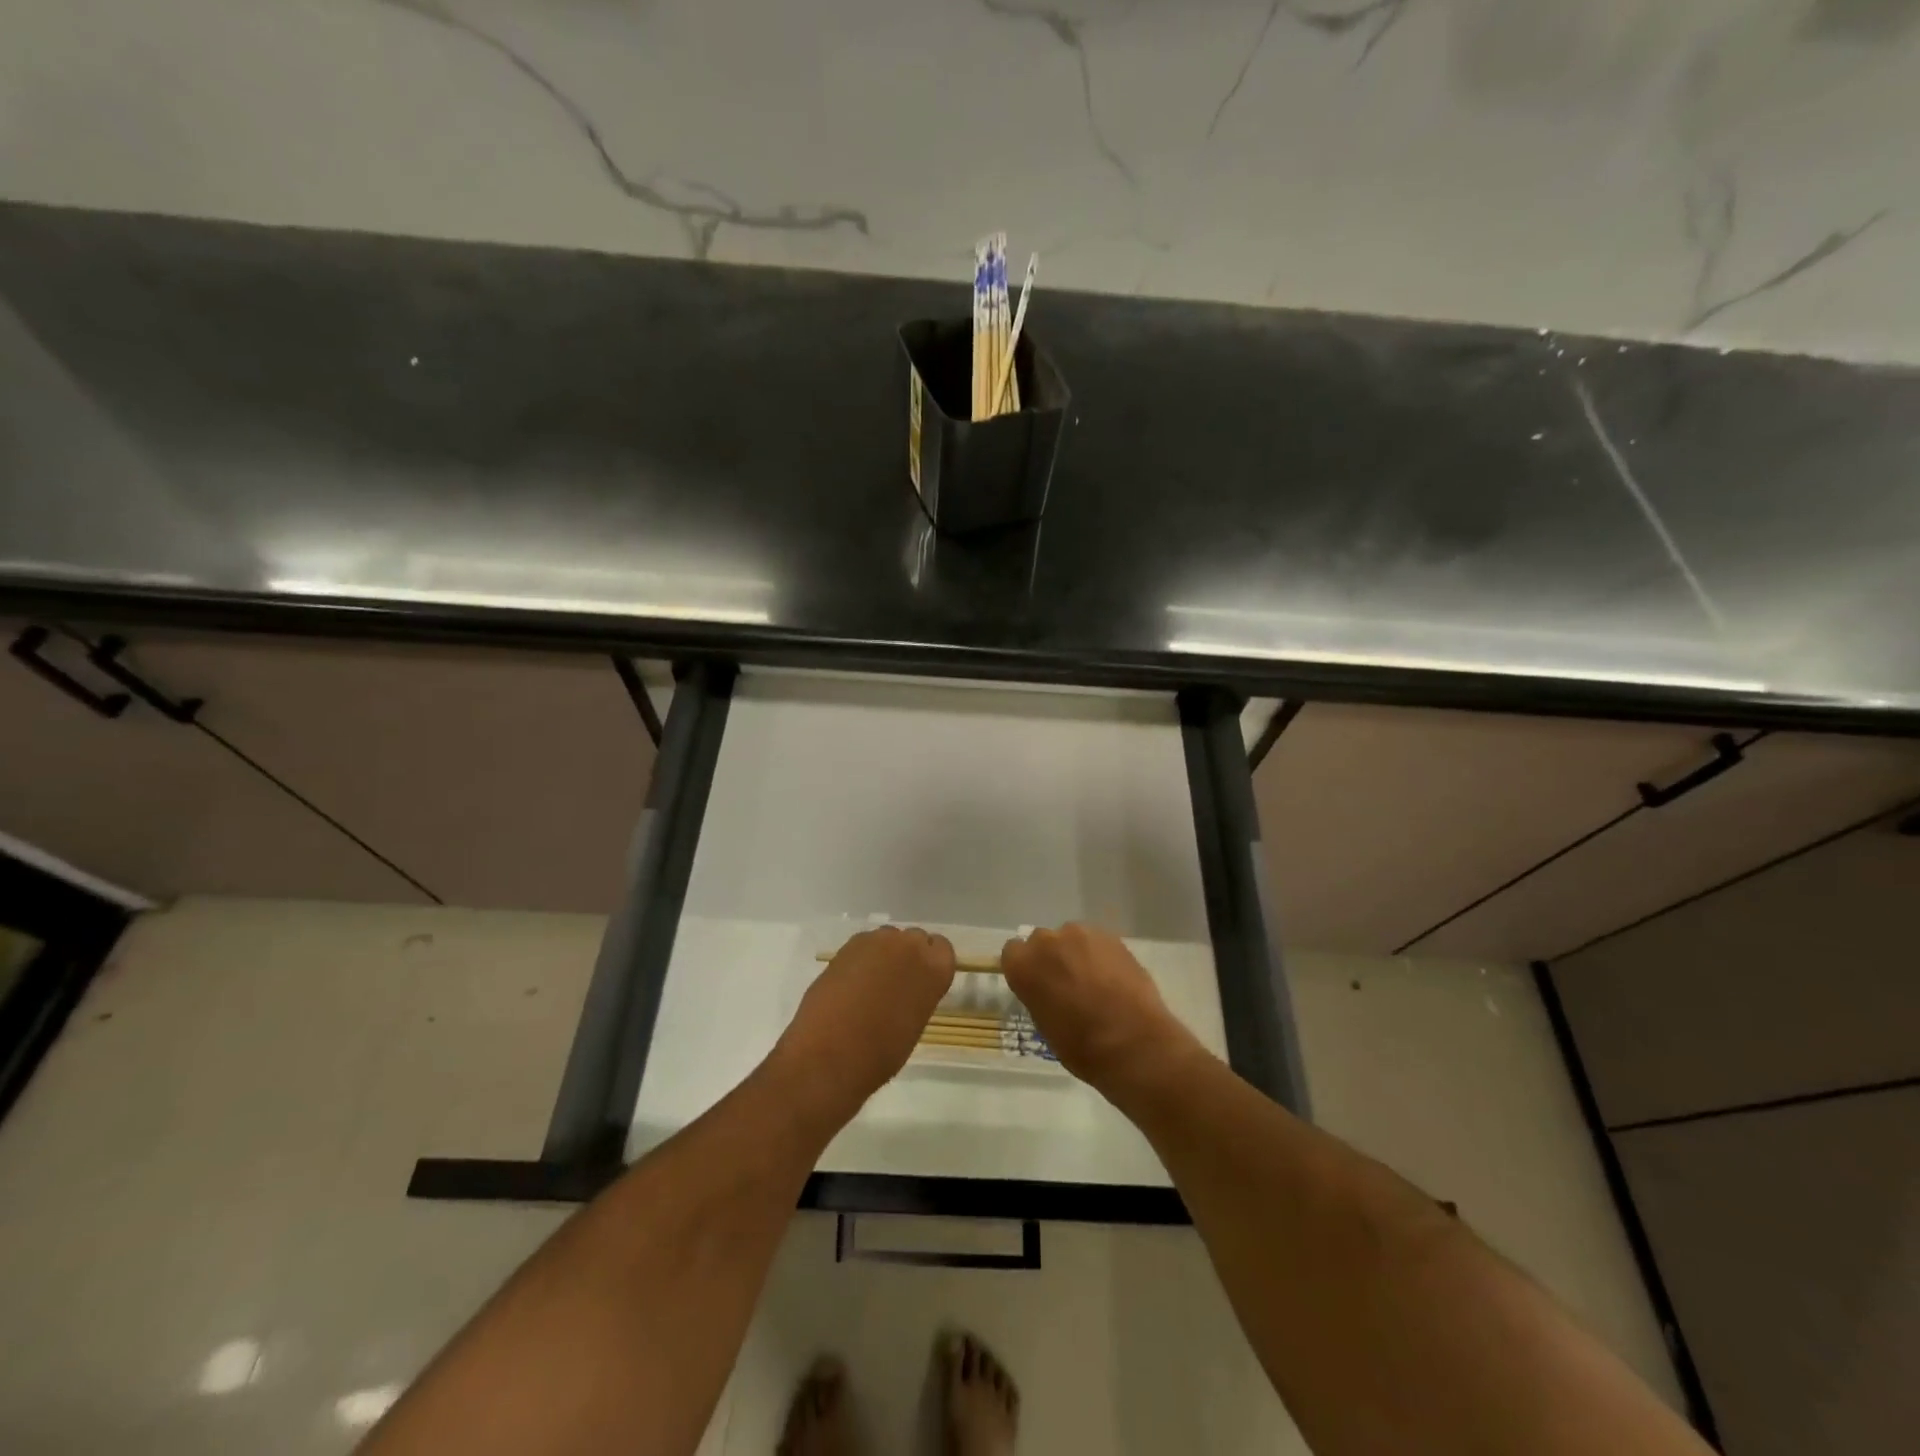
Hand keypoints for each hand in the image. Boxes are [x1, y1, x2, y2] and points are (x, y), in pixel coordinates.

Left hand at [776, 926, 955, 1116]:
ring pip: (887, 939)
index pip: (942, 948)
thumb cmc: (881, 1052)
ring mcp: (876, 941)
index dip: (930, 964)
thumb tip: (905, 990)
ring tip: (869, 986)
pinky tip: (849, 985)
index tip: (921, 982)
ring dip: (883, 955)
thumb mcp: (915, 1023)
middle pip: (914, 939)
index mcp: (935, 968)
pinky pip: (863, 947)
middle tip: (895, 984)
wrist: (831, 1054)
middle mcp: (909, 945)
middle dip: (907, 956)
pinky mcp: (847, 946)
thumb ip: (918, 995)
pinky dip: (860, 960)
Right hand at [1001, 923, 1199, 1091]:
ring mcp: (1081, 935)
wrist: (1133, 1043)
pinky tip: (1114, 979)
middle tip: (1066, 985)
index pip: (1012, 953)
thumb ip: (1039, 995)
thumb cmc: (1081, 1046)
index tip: (1036, 985)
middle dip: (1051, 958)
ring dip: (1077, 954)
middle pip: (1042, 941)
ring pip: (1072, 938)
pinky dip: (1101, 956)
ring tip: (1094, 982)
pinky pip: (1097, 942)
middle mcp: (1047, 941)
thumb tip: (1048, 990)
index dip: (1025, 968)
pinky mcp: (1111, 937)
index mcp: (1024, 965)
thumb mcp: (1044, 1025)